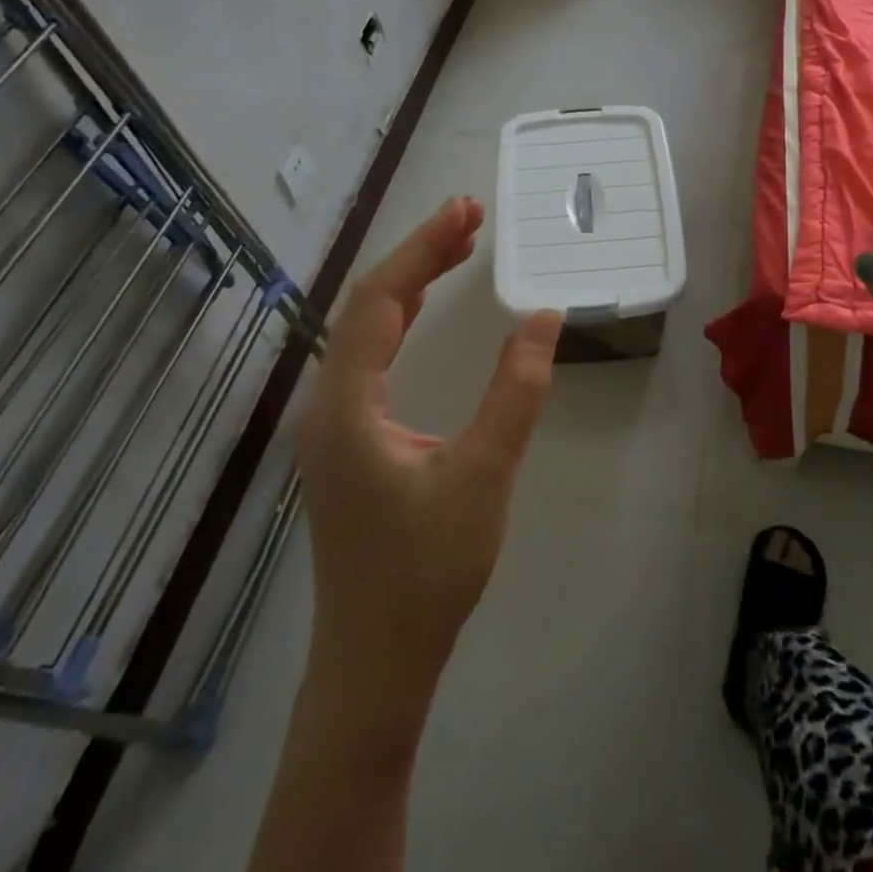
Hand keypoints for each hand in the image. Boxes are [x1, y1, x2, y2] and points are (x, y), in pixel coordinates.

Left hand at [297, 197, 562, 695]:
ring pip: (366, 330)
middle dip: (418, 254)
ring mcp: (334, 423)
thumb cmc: (427, 572)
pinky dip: (401, 320)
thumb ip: (516, 392)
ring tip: (456, 246)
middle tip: (469, 217)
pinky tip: (423, 309)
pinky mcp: (349, 441)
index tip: (467, 209)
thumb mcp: (483, 475)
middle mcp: (328, 403)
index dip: (423, 248)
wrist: (376, 662)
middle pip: (368, 305)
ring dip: (410, 283)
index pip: (380, 299)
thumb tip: (544, 318)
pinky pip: (371, 358)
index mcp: (347, 403)